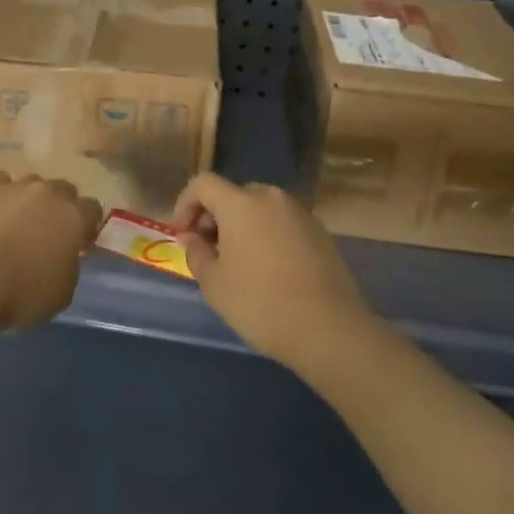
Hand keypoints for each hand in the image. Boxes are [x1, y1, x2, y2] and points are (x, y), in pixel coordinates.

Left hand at [0, 172, 102, 331]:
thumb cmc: (23, 292)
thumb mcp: (62, 292)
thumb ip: (70, 267)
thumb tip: (64, 256)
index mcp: (74, 217)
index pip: (93, 209)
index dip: (87, 225)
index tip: (79, 243)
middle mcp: (50, 193)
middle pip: (64, 189)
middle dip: (61, 207)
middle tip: (49, 233)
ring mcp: (17, 186)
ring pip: (33, 183)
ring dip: (31, 199)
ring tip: (18, 222)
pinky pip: (1, 181)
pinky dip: (0, 193)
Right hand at [174, 173, 370, 368]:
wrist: (330, 330)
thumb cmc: (261, 304)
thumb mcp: (214, 284)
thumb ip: (196, 252)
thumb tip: (192, 237)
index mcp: (240, 202)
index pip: (203, 183)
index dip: (185, 203)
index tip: (183, 234)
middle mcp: (270, 197)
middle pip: (233, 194)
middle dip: (215, 216)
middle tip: (209, 250)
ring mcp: (299, 212)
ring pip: (259, 208)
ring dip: (242, 226)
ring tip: (239, 262)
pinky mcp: (320, 231)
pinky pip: (282, 223)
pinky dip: (267, 235)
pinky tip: (269, 269)